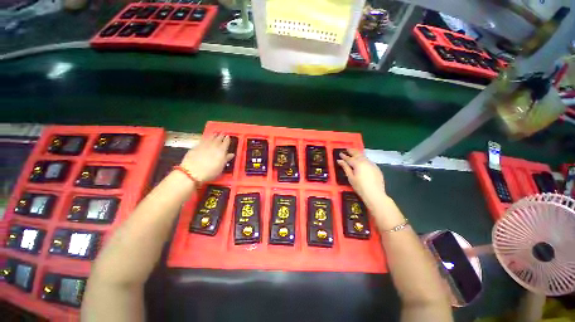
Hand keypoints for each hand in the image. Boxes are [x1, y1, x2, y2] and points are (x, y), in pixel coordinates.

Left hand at [180, 134, 233, 181]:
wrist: (192, 172)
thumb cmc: (210, 171)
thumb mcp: (221, 167)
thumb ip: (226, 159)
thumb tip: (231, 154)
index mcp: (221, 150)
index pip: (226, 142)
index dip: (227, 139)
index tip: (228, 136)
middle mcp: (213, 145)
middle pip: (218, 138)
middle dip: (221, 136)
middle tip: (223, 134)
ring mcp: (204, 145)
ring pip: (210, 138)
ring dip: (213, 135)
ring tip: (215, 134)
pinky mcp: (196, 146)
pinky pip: (203, 140)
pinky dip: (206, 138)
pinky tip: (206, 138)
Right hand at [337, 149, 386, 208]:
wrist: (375, 194)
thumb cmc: (360, 187)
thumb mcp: (350, 177)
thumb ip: (345, 167)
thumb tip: (340, 161)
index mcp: (357, 164)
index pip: (349, 158)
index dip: (344, 156)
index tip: (340, 153)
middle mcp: (365, 161)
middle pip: (357, 154)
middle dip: (352, 151)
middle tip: (347, 149)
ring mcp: (372, 164)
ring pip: (364, 156)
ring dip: (358, 154)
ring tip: (354, 152)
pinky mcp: (376, 168)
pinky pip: (368, 160)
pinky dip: (364, 158)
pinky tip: (362, 160)